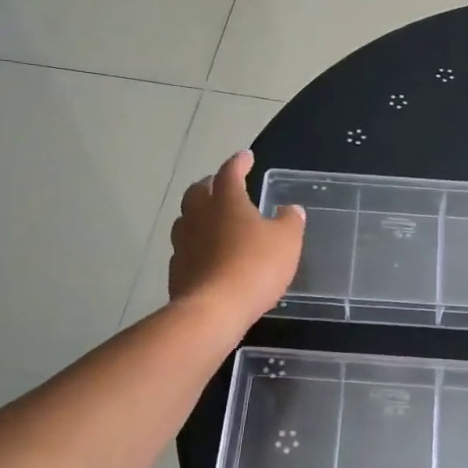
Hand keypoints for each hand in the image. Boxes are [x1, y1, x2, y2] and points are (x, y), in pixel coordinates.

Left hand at [169, 151, 304, 327]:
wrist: (213, 311)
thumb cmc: (255, 267)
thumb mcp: (287, 242)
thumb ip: (290, 222)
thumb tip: (291, 209)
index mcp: (226, 201)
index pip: (230, 172)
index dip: (239, 162)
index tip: (246, 156)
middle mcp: (199, 216)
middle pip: (198, 191)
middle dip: (211, 185)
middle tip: (222, 186)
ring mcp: (183, 243)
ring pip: (186, 219)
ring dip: (198, 214)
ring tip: (212, 220)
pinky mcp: (176, 270)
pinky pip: (185, 248)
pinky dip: (195, 245)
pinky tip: (206, 254)